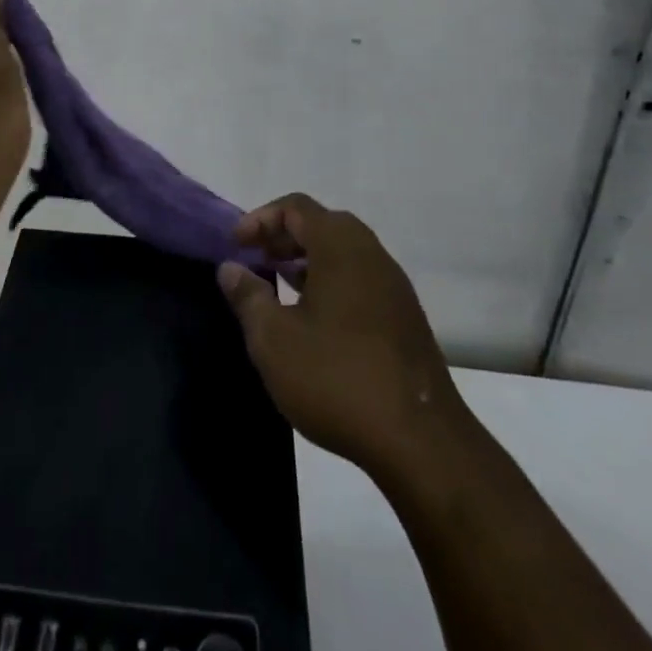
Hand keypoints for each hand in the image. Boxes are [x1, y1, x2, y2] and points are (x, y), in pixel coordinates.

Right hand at [218, 194, 466, 482]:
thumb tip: (230, 268)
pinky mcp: (406, 318)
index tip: (236, 245)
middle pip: (322, 224)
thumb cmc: (337, 378)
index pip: (296, 207)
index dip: (261, 218)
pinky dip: (331, 282)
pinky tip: (314, 321)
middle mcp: (371, 253)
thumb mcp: (274, 340)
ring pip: (343, 253)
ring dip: (308, 261)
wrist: (421, 443)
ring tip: (278, 289)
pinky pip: (360, 279)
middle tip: (256, 261)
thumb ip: (248, 297)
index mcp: (340, 246)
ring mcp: (394, 286)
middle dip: (284, 237)